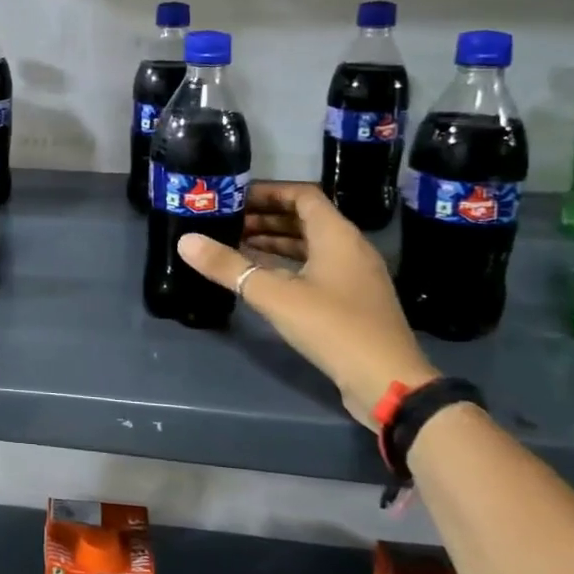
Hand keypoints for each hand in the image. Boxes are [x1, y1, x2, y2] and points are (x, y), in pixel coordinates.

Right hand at [180, 181, 436, 426]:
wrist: (387, 381)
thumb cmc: (333, 327)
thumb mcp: (274, 295)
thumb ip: (228, 267)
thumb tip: (186, 241)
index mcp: (337, 235)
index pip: (302, 195)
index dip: (267, 192)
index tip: (234, 197)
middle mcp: (350, 247)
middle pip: (305, 219)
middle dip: (265, 218)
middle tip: (227, 223)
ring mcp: (354, 275)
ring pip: (310, 245)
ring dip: (275, 242)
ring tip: (237, 246)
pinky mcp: (352, 300)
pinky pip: (316, 267)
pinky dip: (288, 264)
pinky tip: (262, 277)